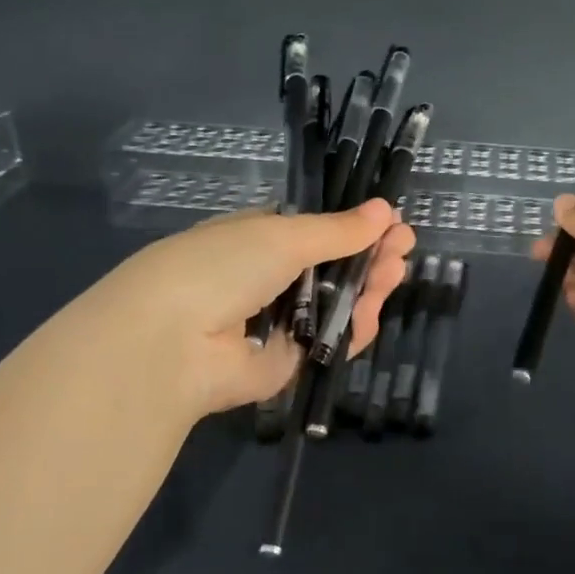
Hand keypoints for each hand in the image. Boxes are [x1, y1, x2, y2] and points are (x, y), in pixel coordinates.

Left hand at [70, 200, 415, 426]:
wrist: (171, 343)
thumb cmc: (223, 267)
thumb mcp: (284, 236)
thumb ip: (338, 230)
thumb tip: (384, 210)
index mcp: (259, 237)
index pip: (316, 230)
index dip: (354, 226)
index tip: (390, 223)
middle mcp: (268, 278)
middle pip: (332, 266)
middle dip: (369, 256)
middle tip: (403, 249)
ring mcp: (277, 322)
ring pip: (335, 304)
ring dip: (367, 288)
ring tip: (394, 274)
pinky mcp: (286, 363)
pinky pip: (328, 343)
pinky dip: (351, 329)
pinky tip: (371, 312)